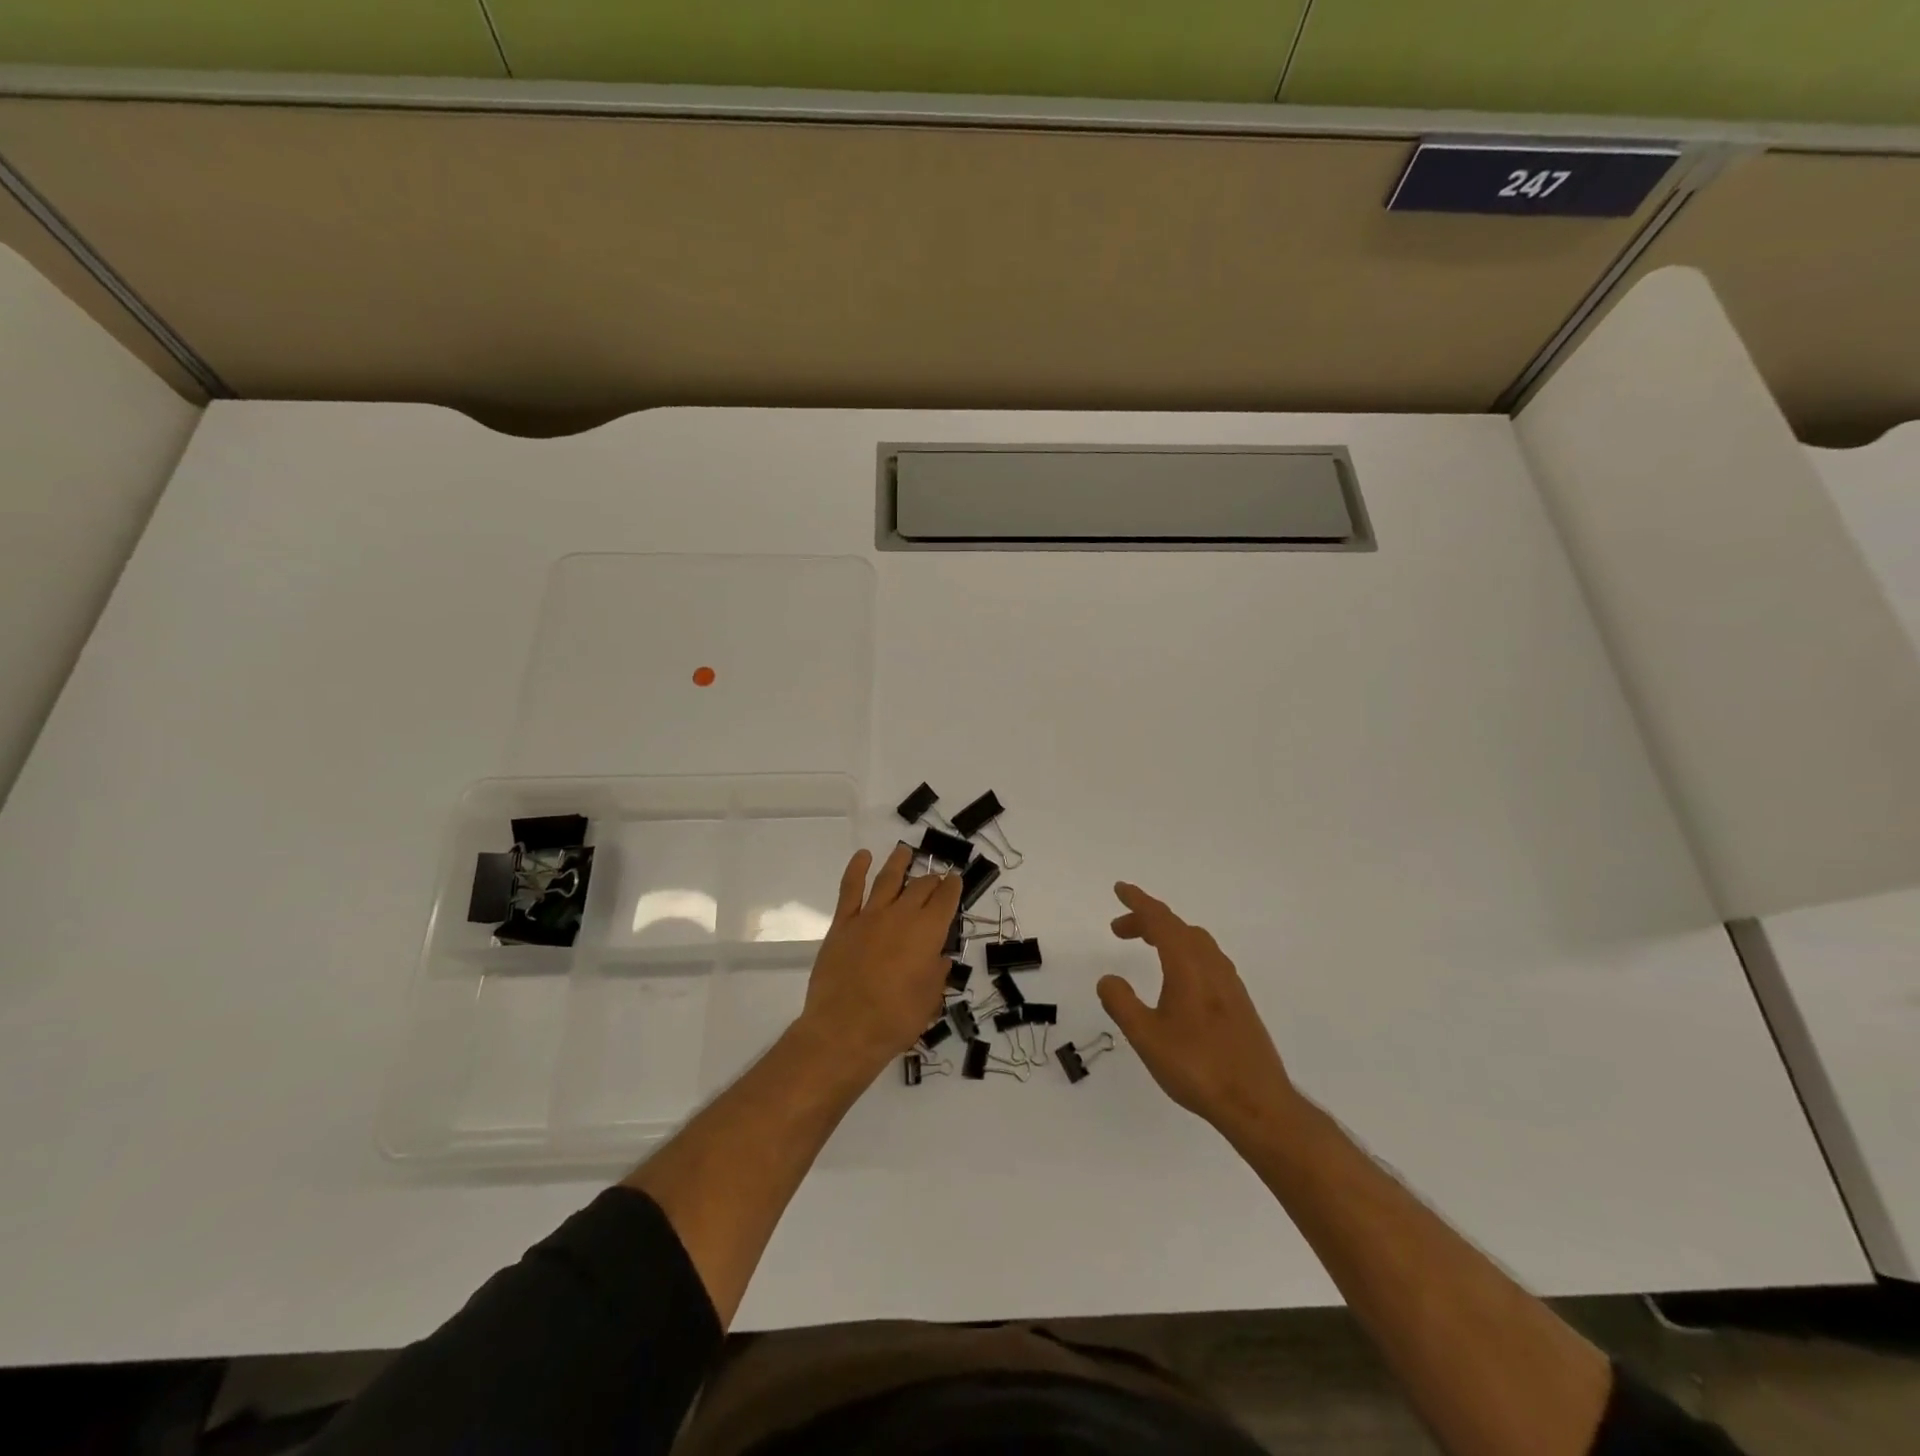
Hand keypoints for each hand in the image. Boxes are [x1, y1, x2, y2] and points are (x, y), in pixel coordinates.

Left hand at [797, 843, 962, 1076]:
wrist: (844, 1030)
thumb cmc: (895, 1020)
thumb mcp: (929, 1001)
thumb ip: (936, 974)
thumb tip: (938, 959)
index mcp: (928, 933)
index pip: (946, 900)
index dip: (953, 887)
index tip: (955, 880)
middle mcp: (901, 915)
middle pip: (920, 887)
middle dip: (931, 879)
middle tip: (936, 877)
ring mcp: (869, 916)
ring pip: (888, 879)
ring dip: (899, 862)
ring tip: (905, 850)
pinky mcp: (842, 924)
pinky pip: (850, 889)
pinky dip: (856, 869)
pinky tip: (863, 856)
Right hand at [1098, 882, 1297, 1135]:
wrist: (1257, 1103)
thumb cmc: (1197, 1067)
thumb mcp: (1146, 1037)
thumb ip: (1121, 1004)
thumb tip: (1108, 978)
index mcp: (1188, 966)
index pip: (1160, 920)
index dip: (1138, 902)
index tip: (1119, 889)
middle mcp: (1211, 966)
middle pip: (1177, 927)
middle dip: (1147, 921)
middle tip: (1118, 930)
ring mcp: (1229, 983)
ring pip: (1195, 942)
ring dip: (1167, 935)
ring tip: (1146, 946)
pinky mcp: (1238, 1002)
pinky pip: (1206, 958)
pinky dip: (1184, 952)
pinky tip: (1177, 977)